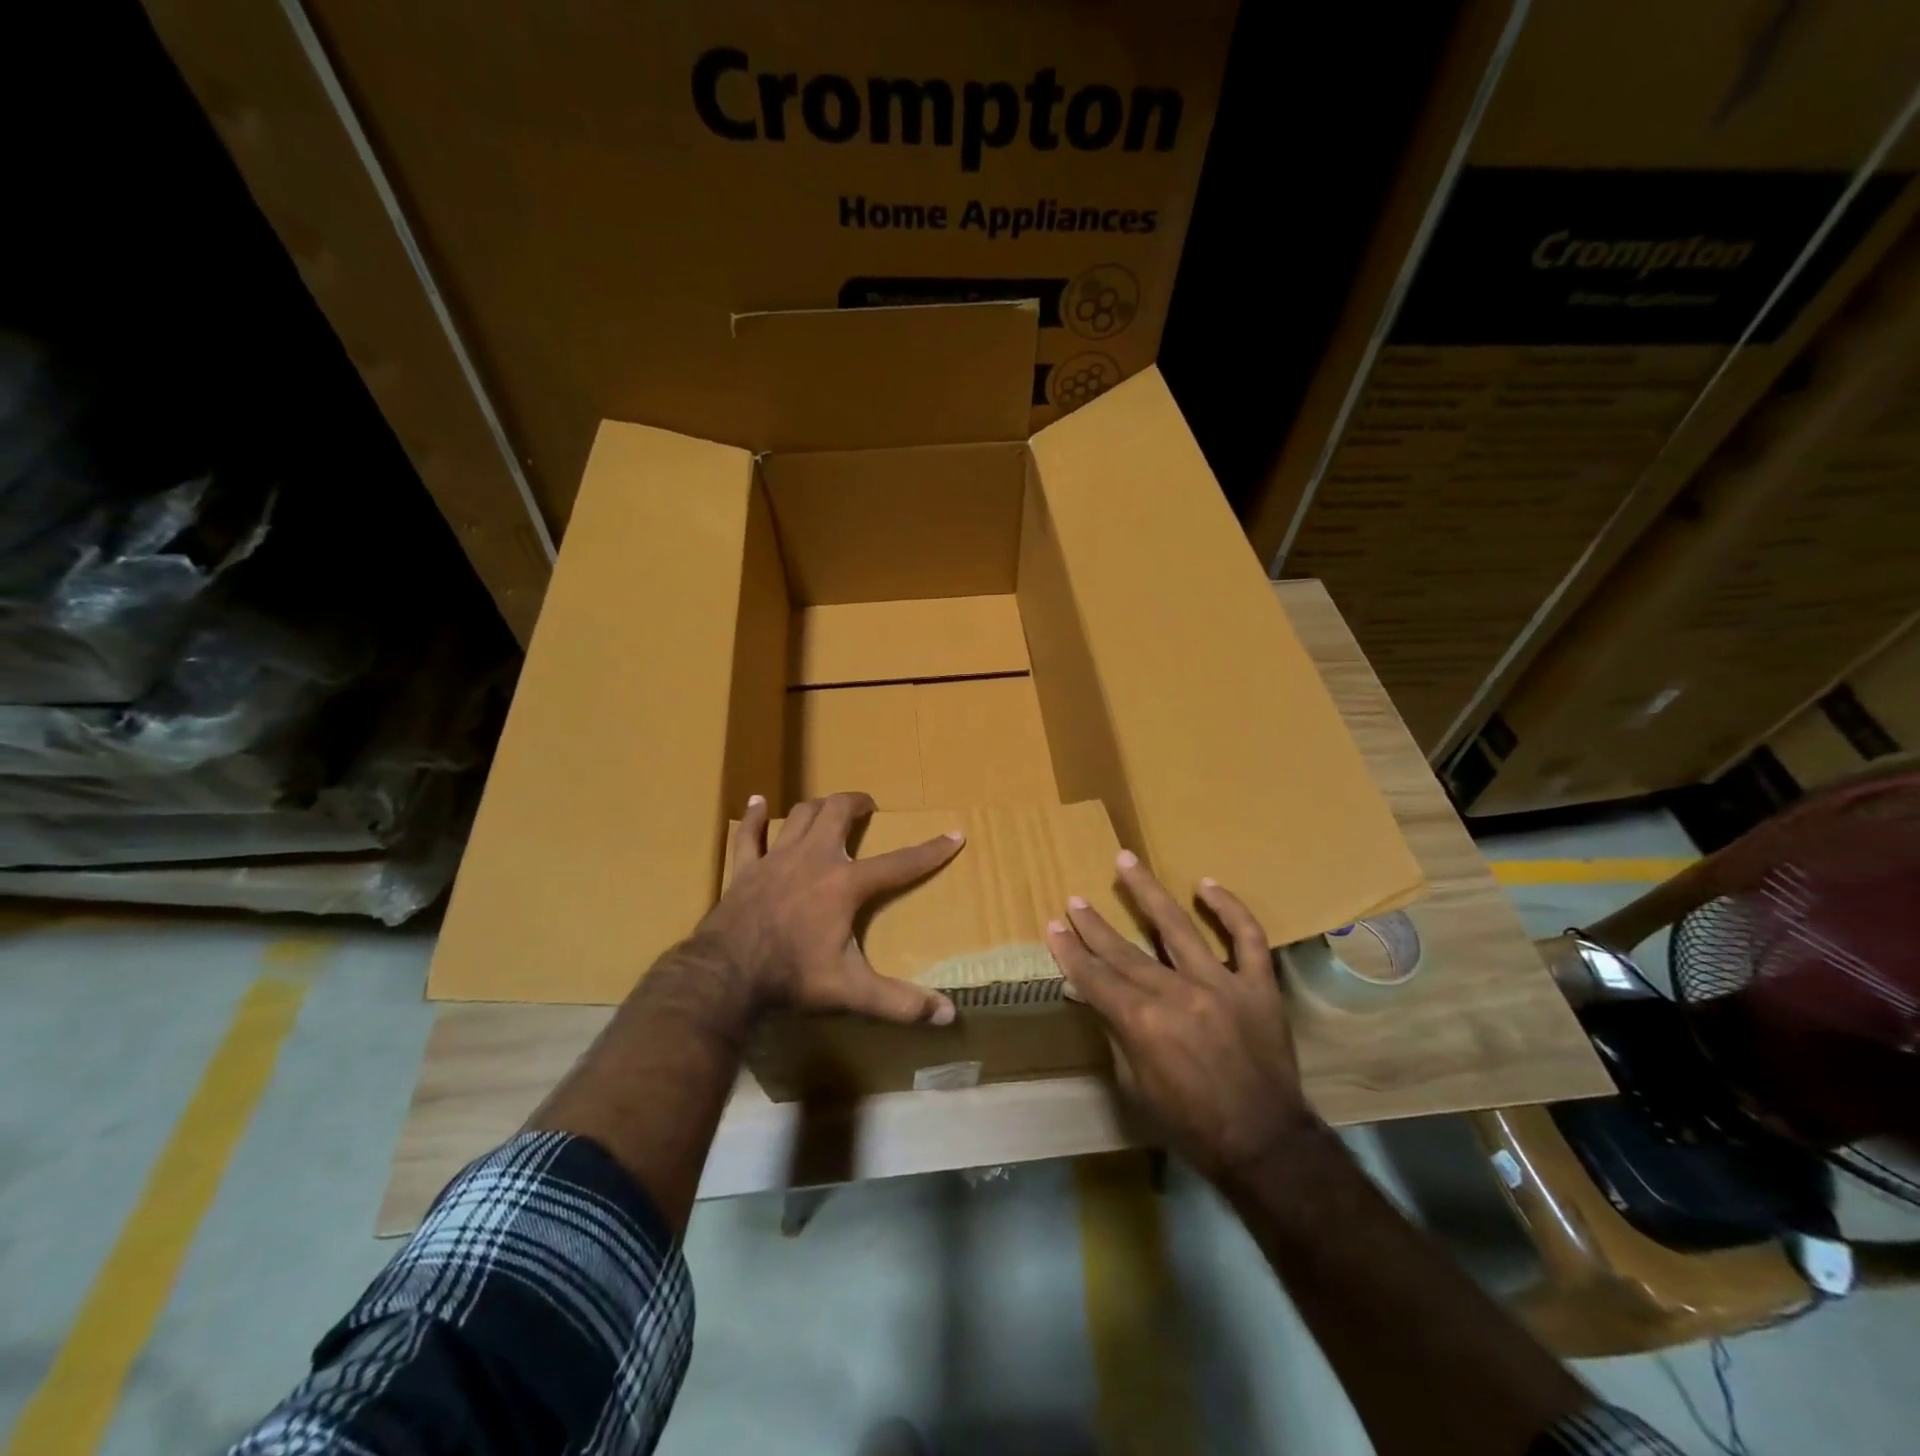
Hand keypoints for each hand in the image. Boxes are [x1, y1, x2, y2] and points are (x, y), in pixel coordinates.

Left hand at [694, 791, 963, 1024]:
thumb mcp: (852, 991)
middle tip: (868, 807)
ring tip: (828, 807)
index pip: (900, 863)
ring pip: (801, 815)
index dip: (931, 851)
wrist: (726, 975)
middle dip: (857, 803)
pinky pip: (749, 834)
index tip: (954, 834)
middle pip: (838, 813)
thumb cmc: (792, 976)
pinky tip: (757, 802)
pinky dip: (755, 817)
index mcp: (845, 884)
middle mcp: (814, 859)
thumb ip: (900, 1002)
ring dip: (817, 807)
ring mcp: (776, 859)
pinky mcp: (745, 869)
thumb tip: (948, 1016)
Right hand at [1046, 851, 1314, 1180]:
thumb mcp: (1135, 1087)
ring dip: (1147, 892)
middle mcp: (1177, 994)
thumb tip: (1095, 995)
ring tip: (1126, 861)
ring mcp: (1221, 984)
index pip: (1096, 977)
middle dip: (1094, 925)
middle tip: (1074, 898)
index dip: (1071, 952)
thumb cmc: (1190, 1124)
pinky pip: (1247, 938)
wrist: (1264, 1145)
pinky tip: (1206, 885)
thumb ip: (1116, 1033)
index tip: (1054, 926)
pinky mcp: (1258, 985)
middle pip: (1125, 950)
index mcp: (1143, 1023)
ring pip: (1177, 927)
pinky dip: (1230, 909)